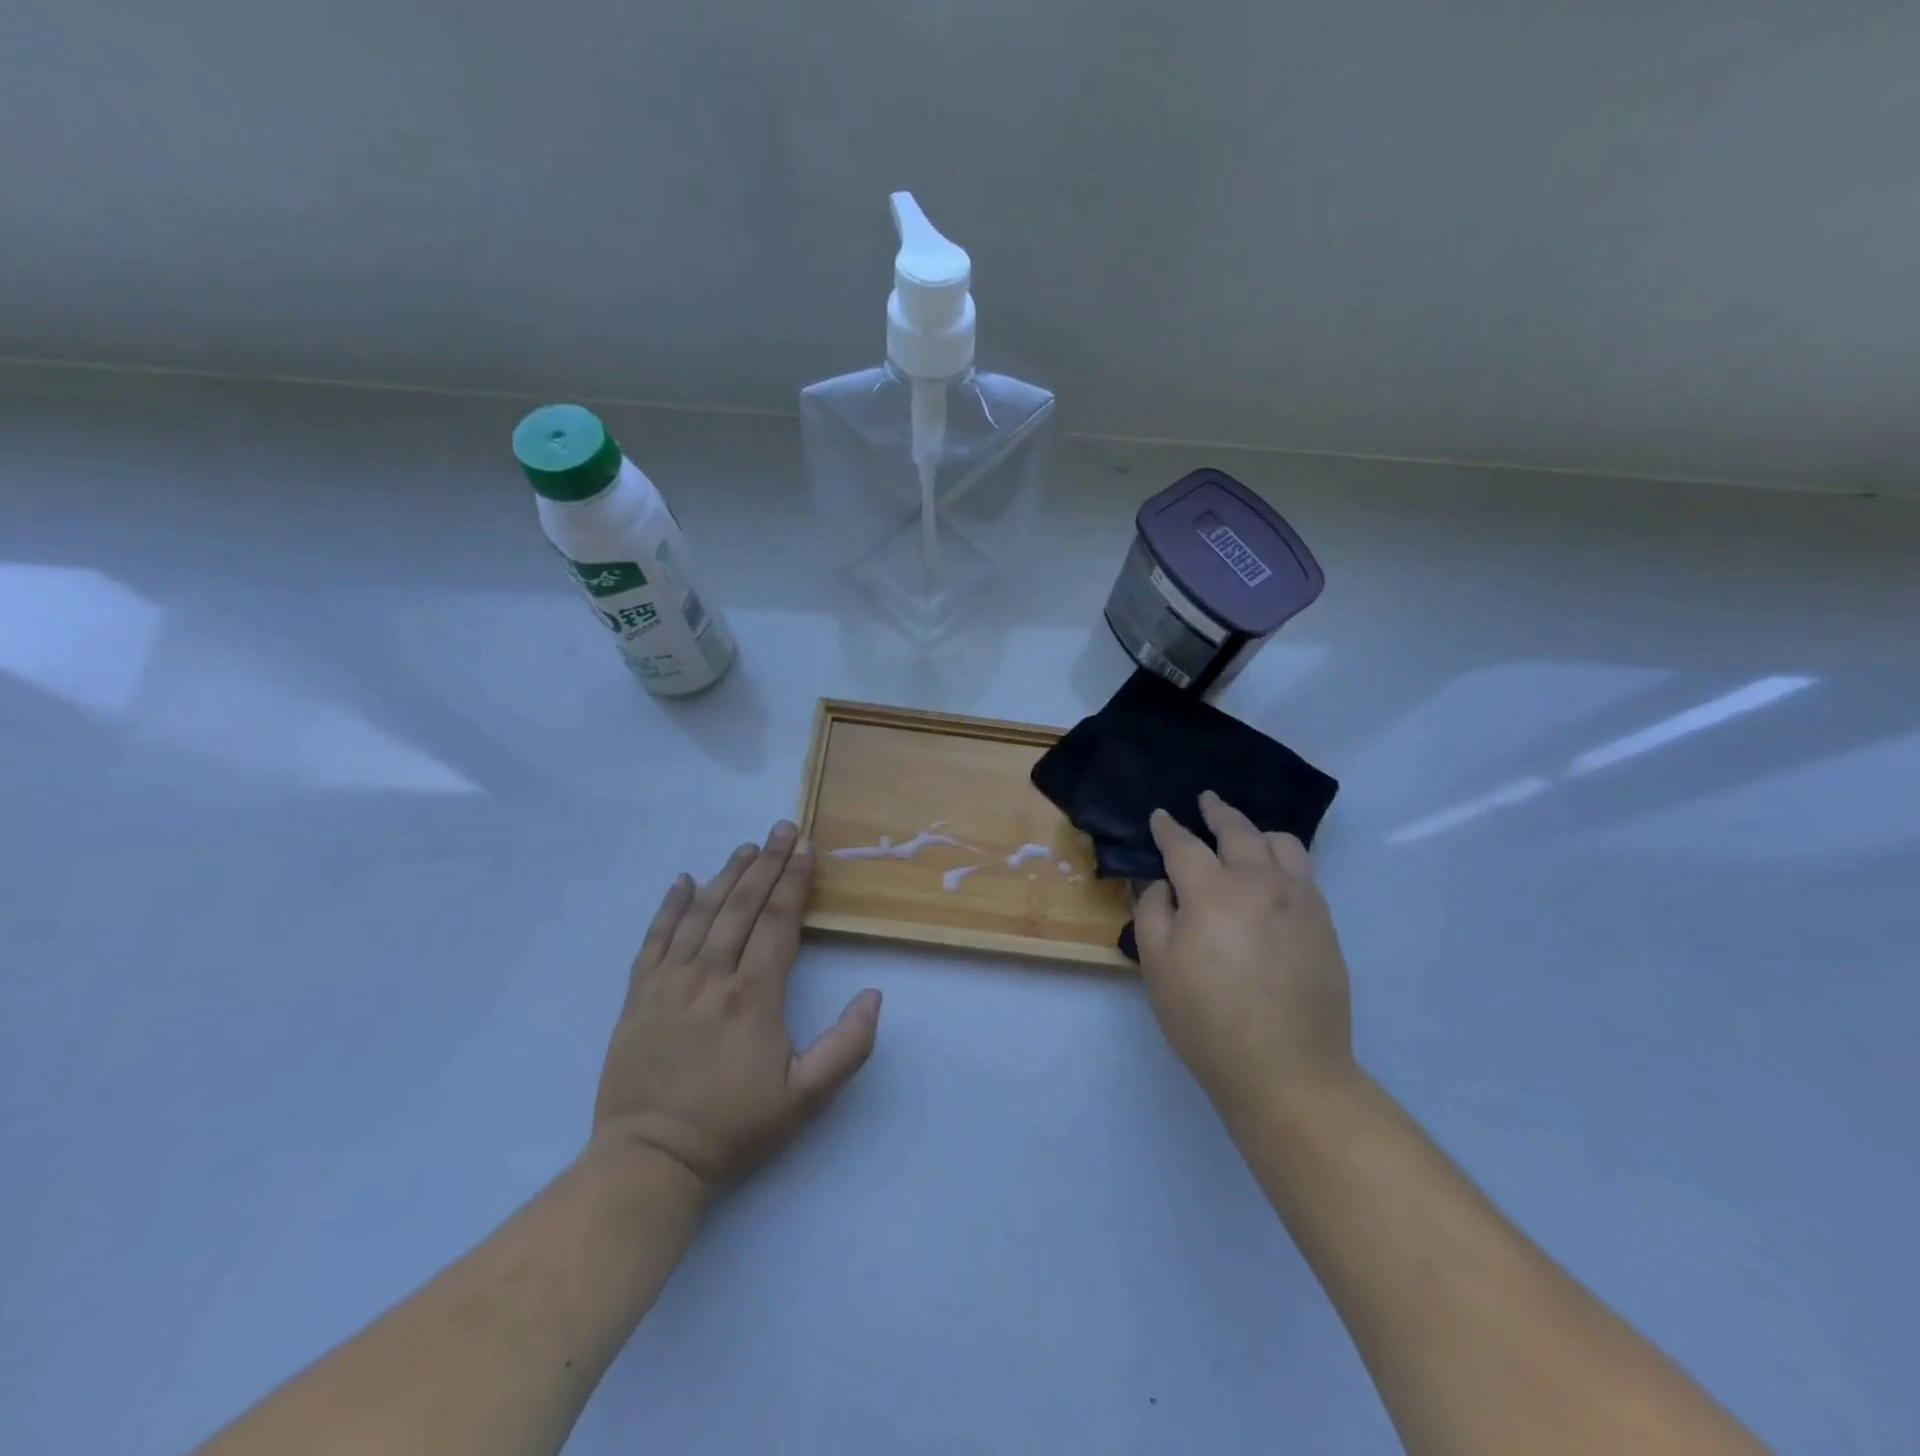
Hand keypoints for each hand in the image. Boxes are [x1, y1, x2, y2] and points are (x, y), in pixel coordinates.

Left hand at [590, 822, 881, 1191]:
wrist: (650, 1159)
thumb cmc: (733, 1126)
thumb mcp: (805, 1098)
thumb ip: (847, 1047)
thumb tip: (873, 994)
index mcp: (753, 995)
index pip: (779, 922)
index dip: (794, 880)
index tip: (806, 847)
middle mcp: (711, 976)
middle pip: (742, 906)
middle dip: (766, 863)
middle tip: (782, 828)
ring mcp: (669, 982)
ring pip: (701, 913)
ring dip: (727, 875)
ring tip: (746, 847)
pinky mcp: (638, 995)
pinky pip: (654, 938)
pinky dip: (670, 906)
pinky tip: (683, 881)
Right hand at [1133, 792, 1354, 1123]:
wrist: (1287, 1070)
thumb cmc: (1207, 1019)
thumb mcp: (1157, 966)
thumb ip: (1153, 912)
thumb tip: (1164, 884)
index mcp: (1213, 892)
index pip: (1184, 846)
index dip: (1168, 828)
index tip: (1160, 816)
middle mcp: (1260, 883)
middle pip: (1238, 831)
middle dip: (1217, 812)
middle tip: (1206, 801)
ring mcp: (1300, 901)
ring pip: (1281, 844)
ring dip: (1256, 831)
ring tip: (1244, 836)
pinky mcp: (1324, 923)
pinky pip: (1304, 872)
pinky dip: (1283, 858)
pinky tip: (1272, 873)